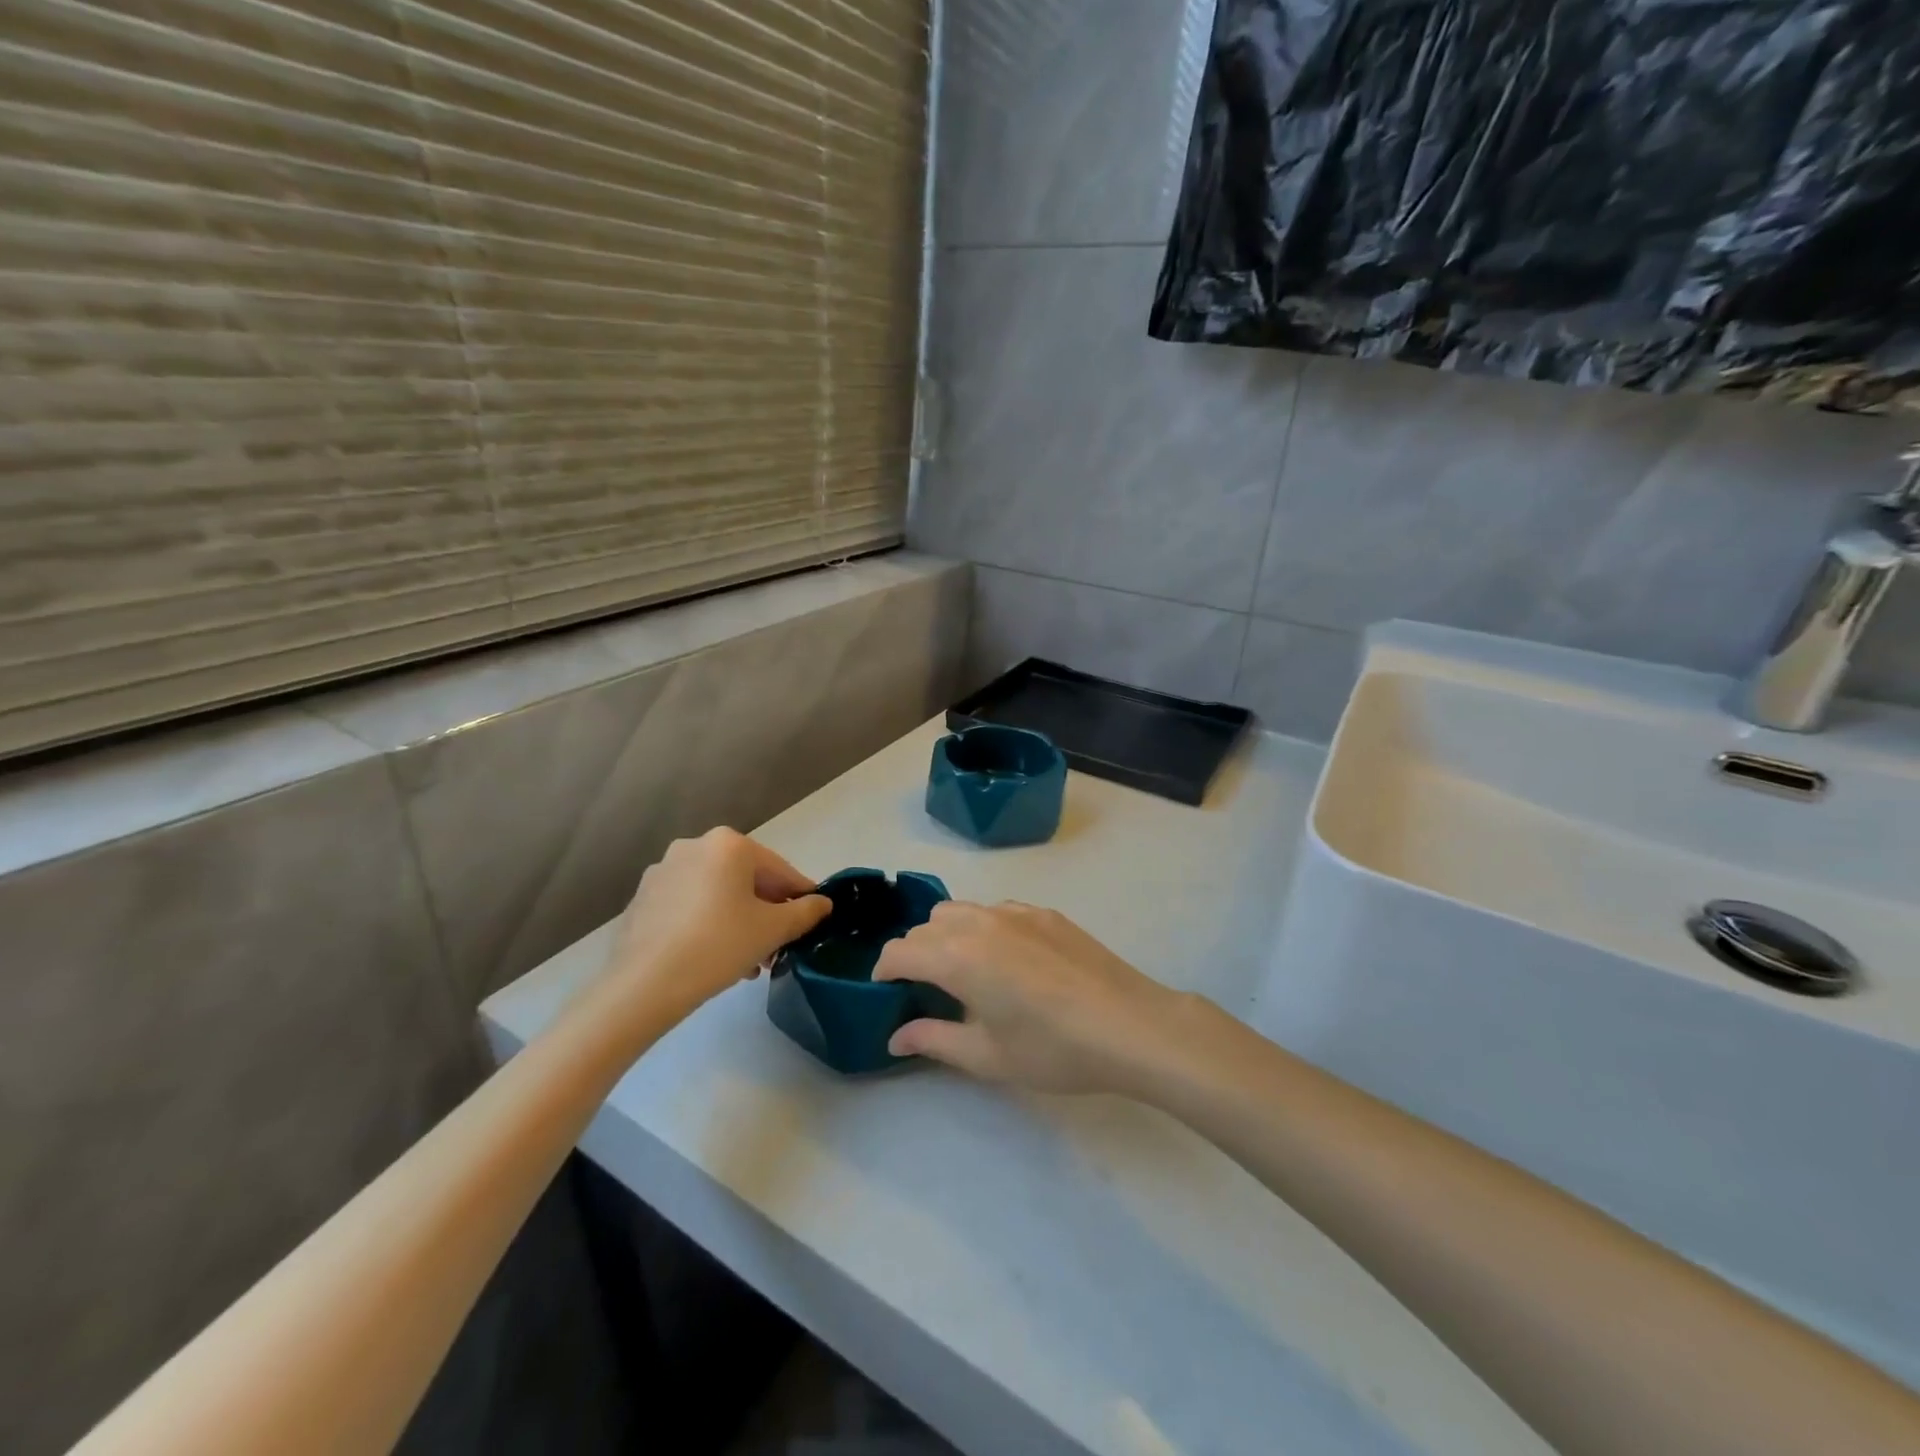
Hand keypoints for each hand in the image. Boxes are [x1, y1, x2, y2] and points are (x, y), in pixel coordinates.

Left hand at [592, 829, 831, 1027]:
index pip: (779, 869)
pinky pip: (689, 905)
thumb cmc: (719, 944)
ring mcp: (663, 871)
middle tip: (779, 946)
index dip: (801, 896)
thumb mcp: (773, 930)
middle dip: (766, 912)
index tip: (813, 920)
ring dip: (738, 920)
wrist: (645, 984)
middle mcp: (694, 846)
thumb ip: (805, 912)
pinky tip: (716, 957)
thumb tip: (824, 903)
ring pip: (716, 893)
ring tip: (750, 961)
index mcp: (729, 844)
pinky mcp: (643, 899)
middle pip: (746, 879)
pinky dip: (708, 923)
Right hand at [874, 901, 1190, 1095]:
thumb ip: (933, 1040)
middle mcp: (979, 922)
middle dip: (913, 953)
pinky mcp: (1044, 912)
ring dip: (946, 934)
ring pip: (960, 910)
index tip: (886, 993)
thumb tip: (895, 1036)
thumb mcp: (987, 1056)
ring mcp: (1015, 911)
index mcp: (957, 956)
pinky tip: (1007, 961)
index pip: (899, 951)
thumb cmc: (1052, 1048)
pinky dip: (983, 927)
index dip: (884, 972)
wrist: (1129, 1025)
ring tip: (963, 971)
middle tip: (925, 990)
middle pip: (926, 926)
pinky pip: (996, 910)